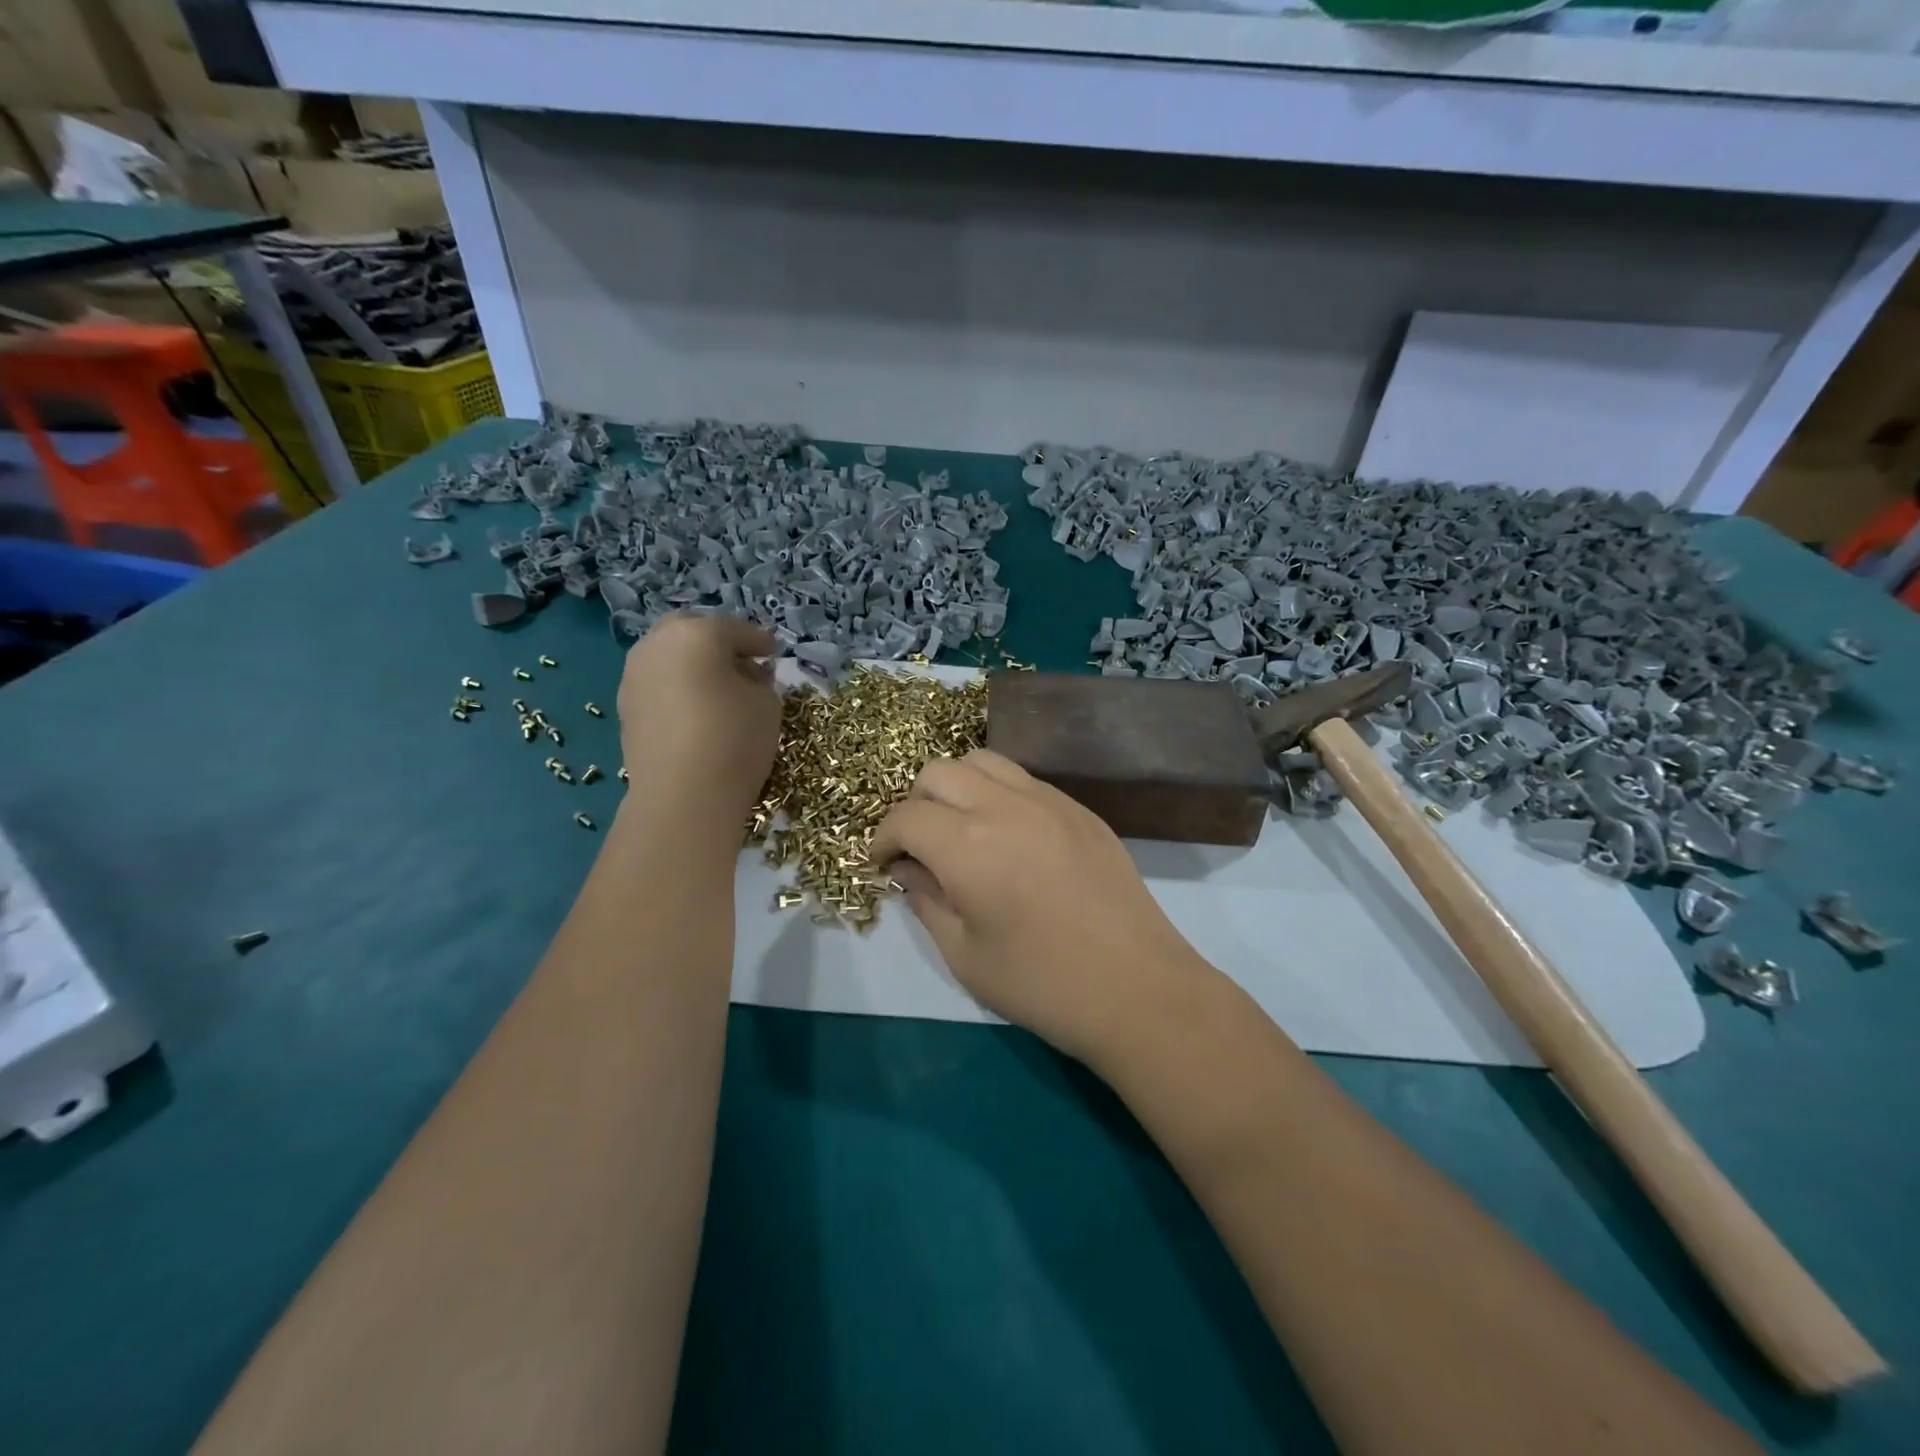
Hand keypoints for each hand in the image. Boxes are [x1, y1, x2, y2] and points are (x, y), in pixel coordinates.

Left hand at [617, 614, 780, 818]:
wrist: (682, 797)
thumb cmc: (734, 739)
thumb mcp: (767, 703)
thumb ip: (760, 679)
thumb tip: (745, 675)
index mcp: (696, 634)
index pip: (736, 630)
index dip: (759, 642)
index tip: (774, 653)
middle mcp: (656, 645)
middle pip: (691, 631)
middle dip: (717, 642)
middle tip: (742, 663)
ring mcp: (633, 676)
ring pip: (669, 657)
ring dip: (693, 665)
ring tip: (719, 689)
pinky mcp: (625, 708)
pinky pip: (658, 685)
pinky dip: (677, 688)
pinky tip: (696, 711)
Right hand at [870, 749, 1207, 1060]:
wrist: (1137, 989)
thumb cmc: (1041, 984)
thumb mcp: (964, 954)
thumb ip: (926, 901)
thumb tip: (907, 869)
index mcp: (967, 845)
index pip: (905, 817)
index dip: (883, 839)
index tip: (883, 864)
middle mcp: (1004, 806)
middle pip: (939, 772)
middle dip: (915, 804)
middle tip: (921, 847)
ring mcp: (1048, 801)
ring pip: (983, 761)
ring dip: (957, 787)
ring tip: (962, 830)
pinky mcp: (1080, 809)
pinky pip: (1025, 779)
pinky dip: (999, 793)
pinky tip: (1008, 835)